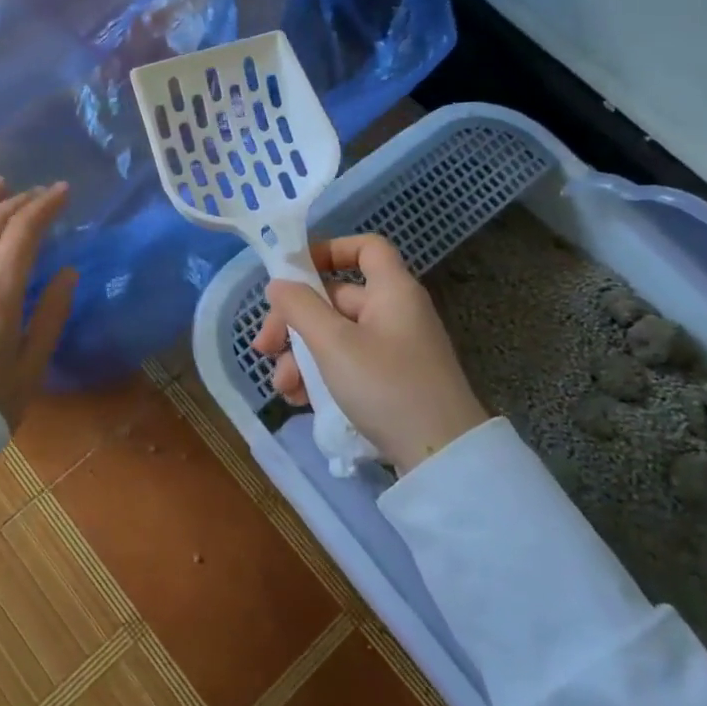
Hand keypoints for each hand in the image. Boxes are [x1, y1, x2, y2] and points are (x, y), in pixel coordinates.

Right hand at [254, 234, 491, 471]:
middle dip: (294, 320)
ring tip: (283, 386)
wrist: (441, 457)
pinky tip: (300, 399)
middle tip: (264, 347)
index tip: (293, 273)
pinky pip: (347, 364)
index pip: (366, 247)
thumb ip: (300, 308)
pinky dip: (321, 375)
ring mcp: (393, 349)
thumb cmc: (386, 386)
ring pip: (335, 336)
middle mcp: (394, 312)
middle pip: (335, 298)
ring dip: (301, 355)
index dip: (329, 250)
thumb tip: (278, 283)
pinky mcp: (389, 381)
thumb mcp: (334, 344)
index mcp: (391, 291)